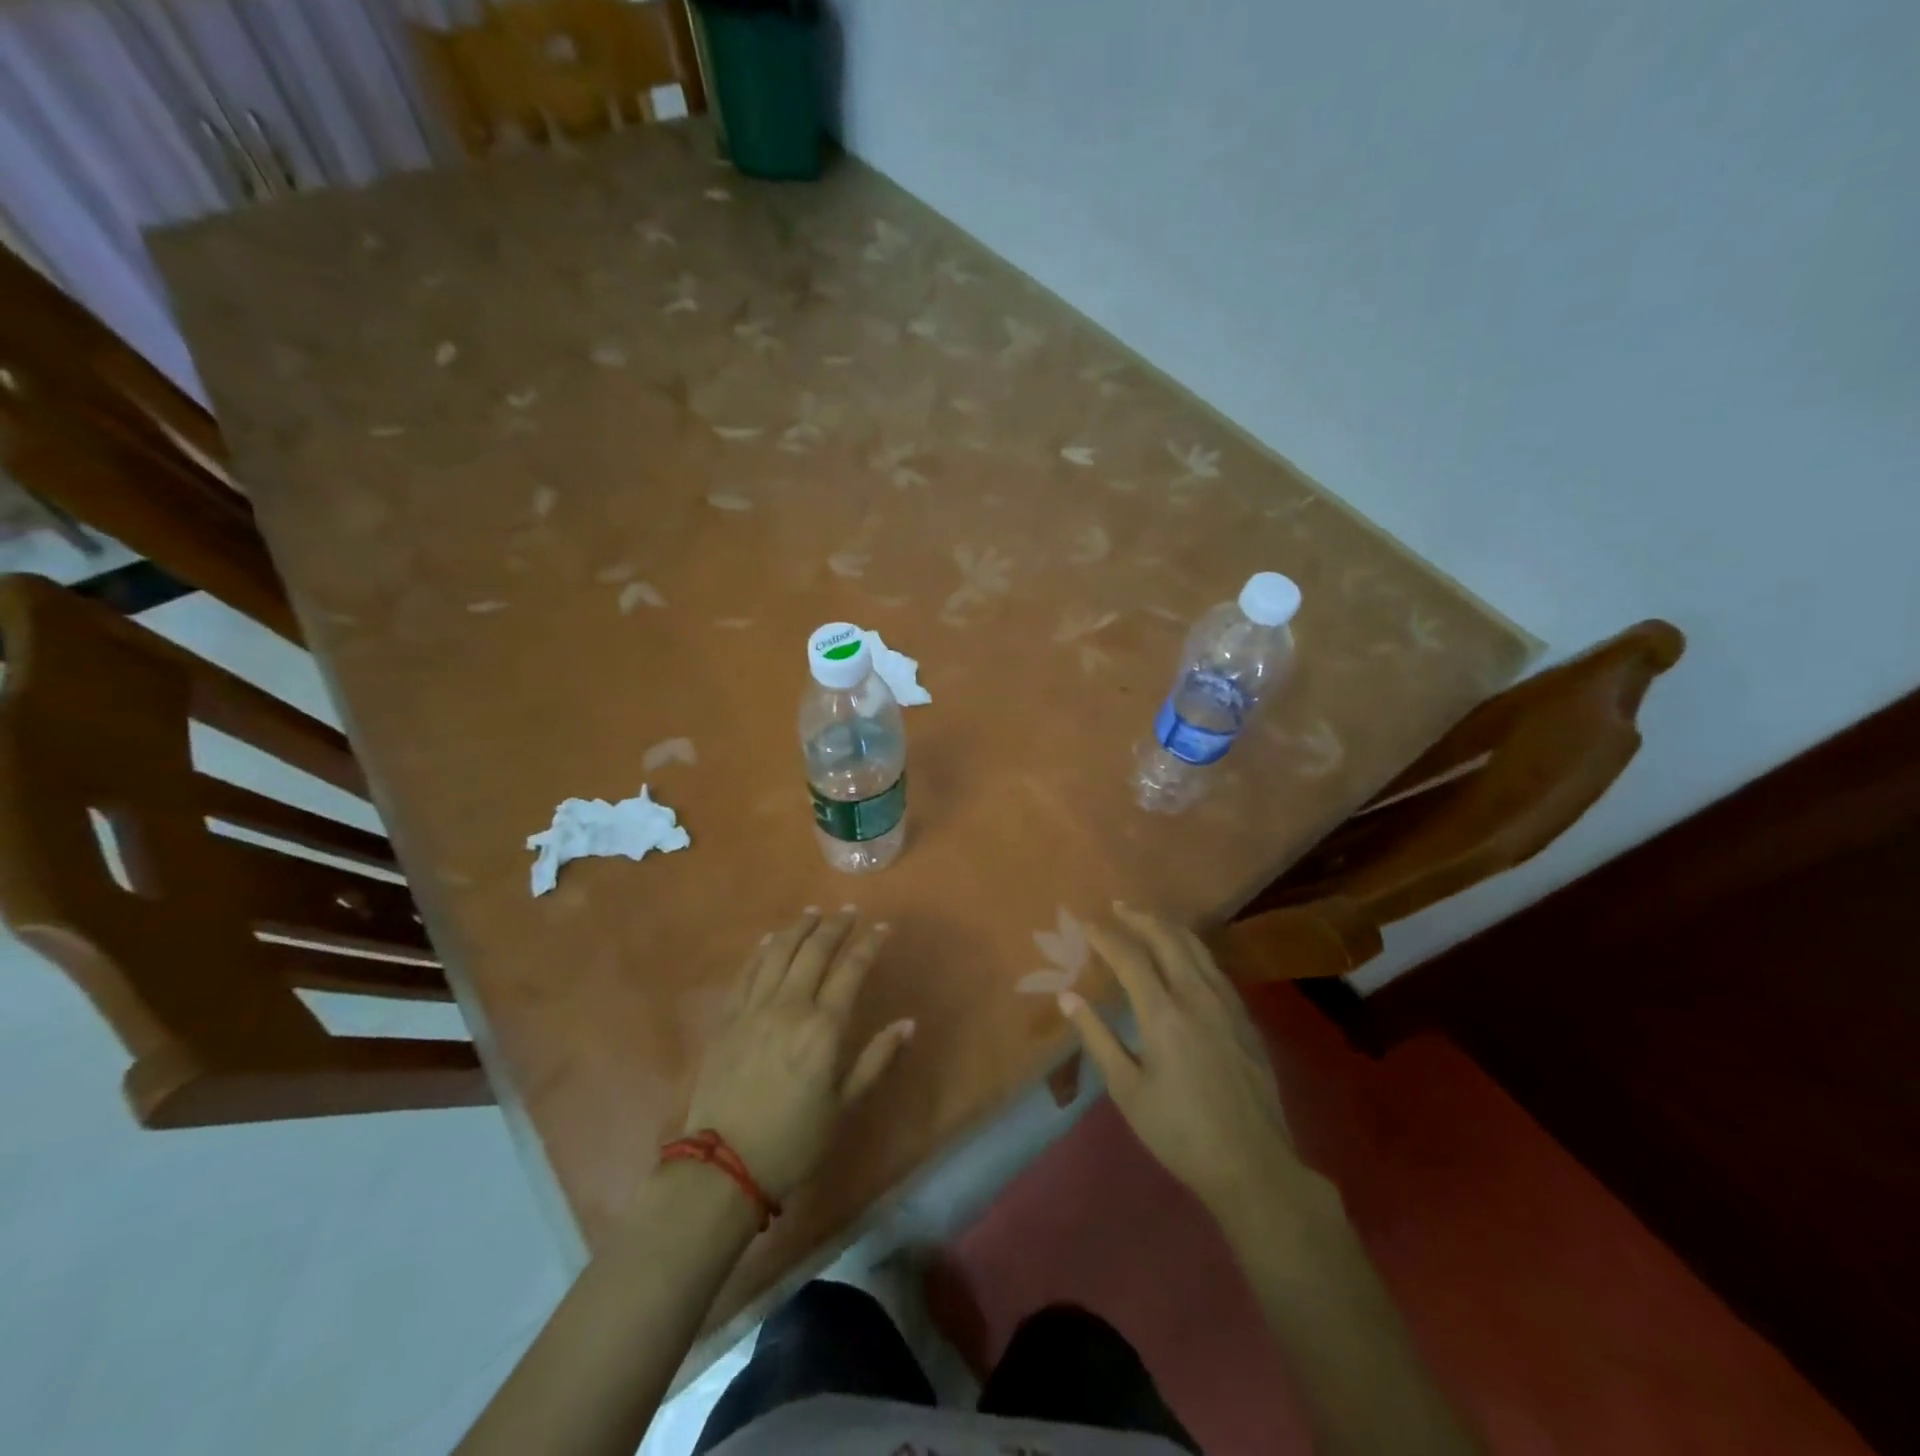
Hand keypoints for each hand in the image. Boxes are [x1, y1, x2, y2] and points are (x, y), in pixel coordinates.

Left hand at [683, 907, 914, 1200]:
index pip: (851, 970)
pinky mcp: (727, 1018)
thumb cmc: (794, 1140)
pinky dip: (762, 951)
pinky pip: (746, 972)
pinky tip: (770, 940)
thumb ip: (876, 1060)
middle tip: (849, 911)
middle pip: (815, 951)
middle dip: (835, 926)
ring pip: (779, 953)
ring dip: (798, 928)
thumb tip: (908, 1023)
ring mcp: (754, 1009)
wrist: (724, 1166)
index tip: (882, 928)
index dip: (869, 945)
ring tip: (813, 914)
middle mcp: (789, 1007)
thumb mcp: (844, 1106)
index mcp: (823, 1028)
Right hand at [1060, 903, 1303, 1216]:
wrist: (1253, 1165)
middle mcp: (1197, 996)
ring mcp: (1227, 1004)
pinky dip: (1192, 948)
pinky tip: (1185, 955)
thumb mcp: (1127, 1090)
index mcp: (1163, 1014)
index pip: (1130, 958)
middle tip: (1117, 907)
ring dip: (1168, 927)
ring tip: (1147, 920)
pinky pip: (1214, 966)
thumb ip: (1097, 1038)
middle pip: (1167, 939)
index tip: (1087, 924)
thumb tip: (1068, 998)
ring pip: (1197, 948)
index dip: (1106, 937)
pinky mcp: (1245, 1018)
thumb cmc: (1180, 1132)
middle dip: (1140, 918)